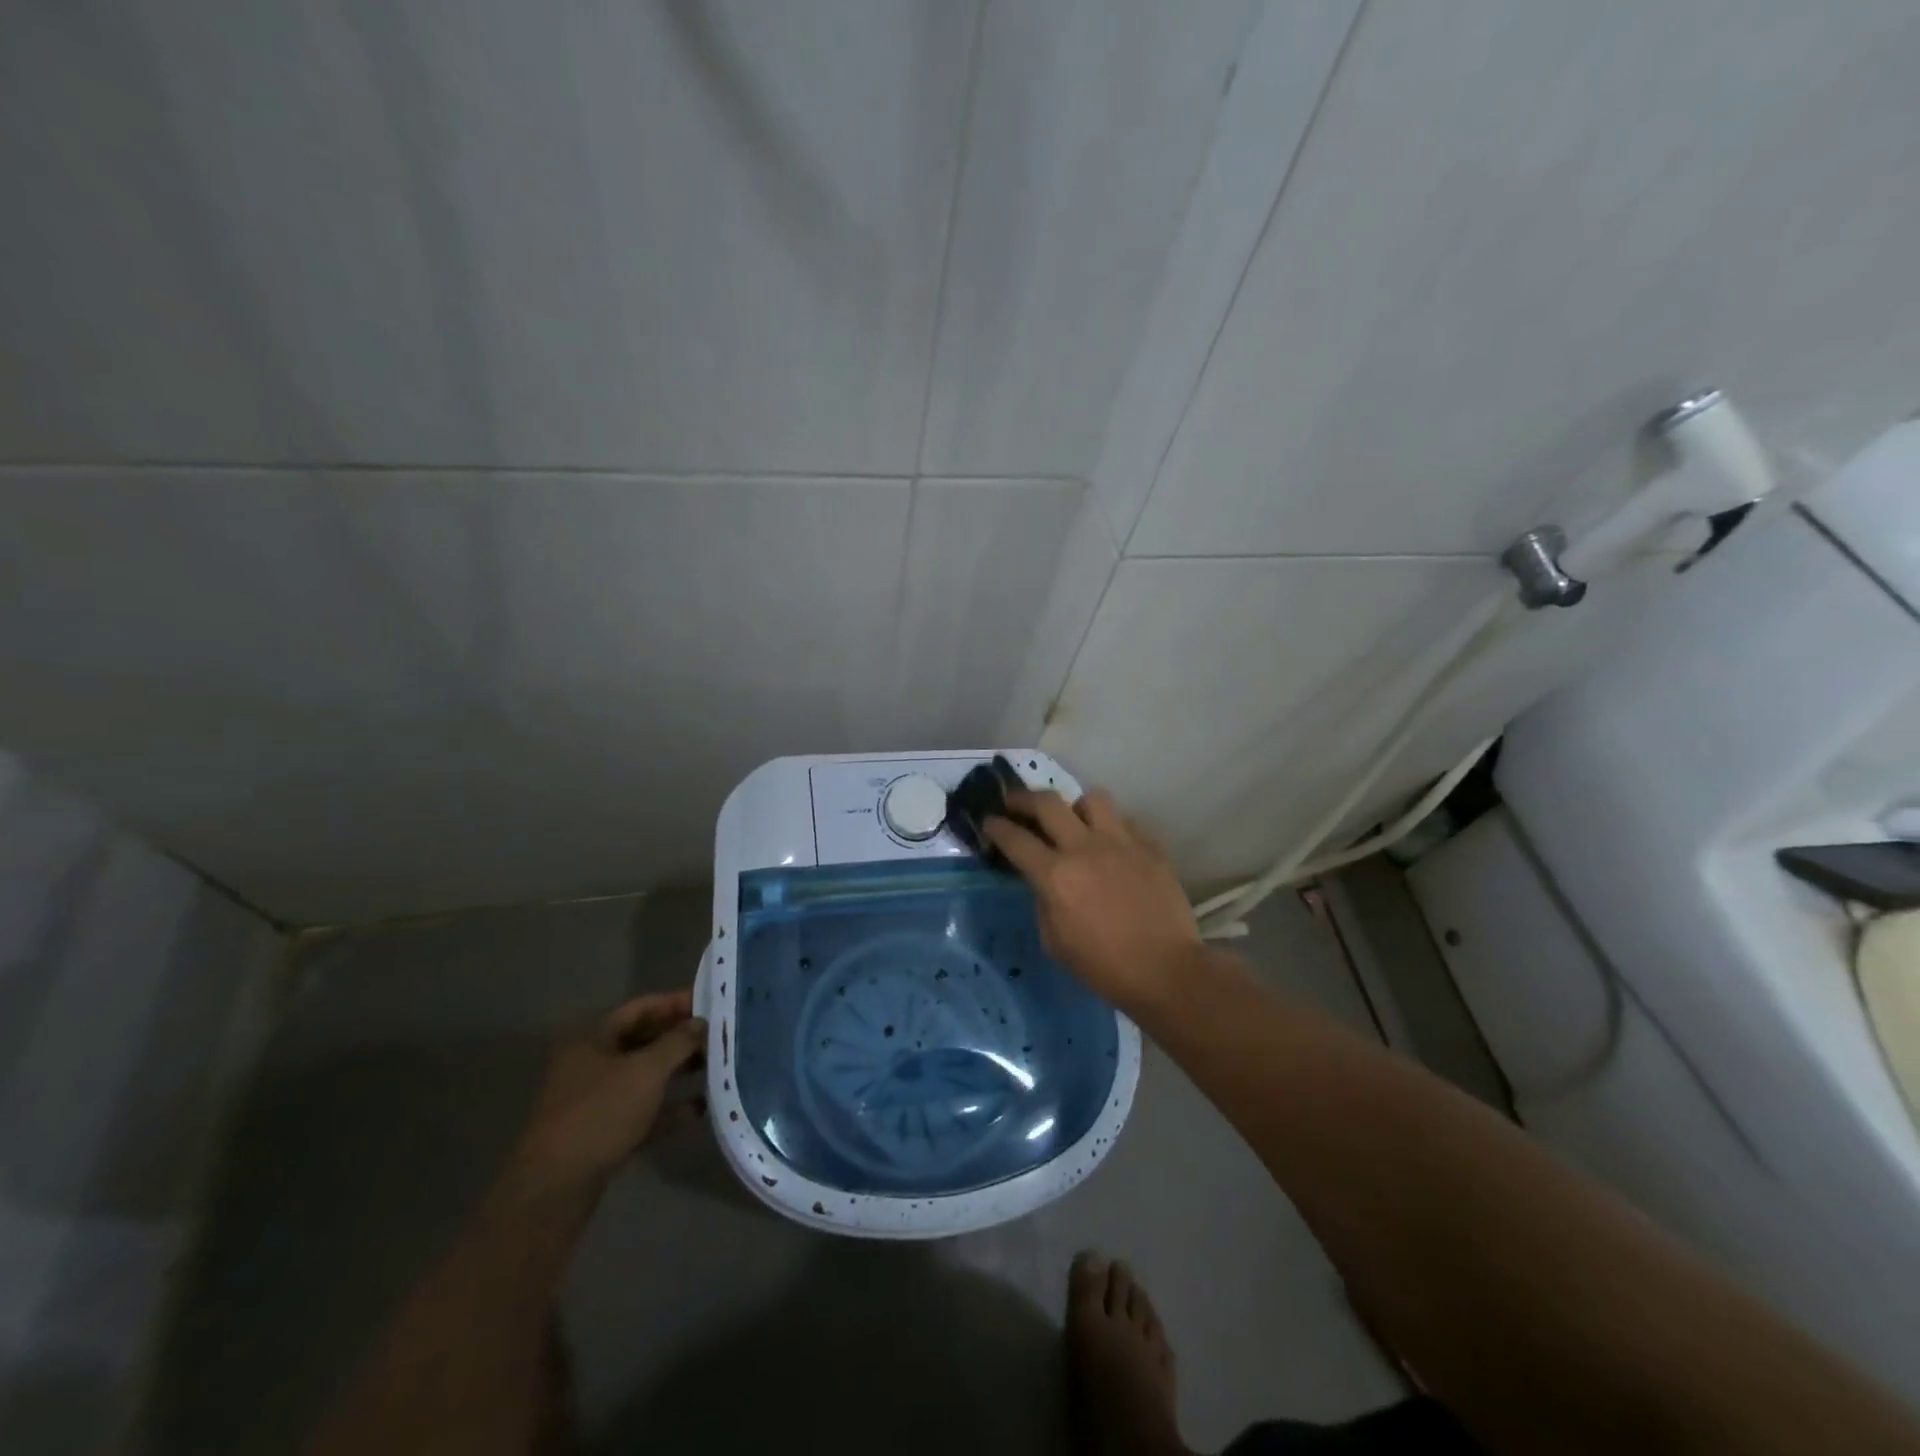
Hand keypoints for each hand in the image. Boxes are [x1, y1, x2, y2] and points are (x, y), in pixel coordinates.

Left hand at [512, 990, 706, 1191]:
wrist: (555, 1187)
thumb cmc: (600, 1113)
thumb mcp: (646, 1071)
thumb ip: (677, 1043)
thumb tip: (700, 1023)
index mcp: (594, 1037)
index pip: (642, 1008)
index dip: (677, 1003)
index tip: (712, 1004)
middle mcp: (591, 1062)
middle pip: (644, 1040)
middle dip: (681, 1038)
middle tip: (718, 1037)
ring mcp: (595, 1099)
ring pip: (644, 1076)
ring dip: (678, 1072)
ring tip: (715, 1068)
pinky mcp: (602, 1131)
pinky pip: (642, 1109)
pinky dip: (668, 1107)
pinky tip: (699, 1109)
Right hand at [984, 788, 1201, 1015]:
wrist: (1166, 970)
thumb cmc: (1104, 966)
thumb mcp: (1055, 942)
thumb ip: (1043, 902)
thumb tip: (1044, 882)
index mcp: (1056, 875)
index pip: (1015, 838)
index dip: (996, 826)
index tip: (989, 820)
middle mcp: (1085, 848)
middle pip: (1047, 802)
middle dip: (1024, 798)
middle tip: (1016, 803)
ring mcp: (1121, 842)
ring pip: (1091, 799)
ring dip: (1076, 808)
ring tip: (1075, 822)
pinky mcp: (1150, 846)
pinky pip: (1125, 822)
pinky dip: (1112, 830)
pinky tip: (1112, 848)